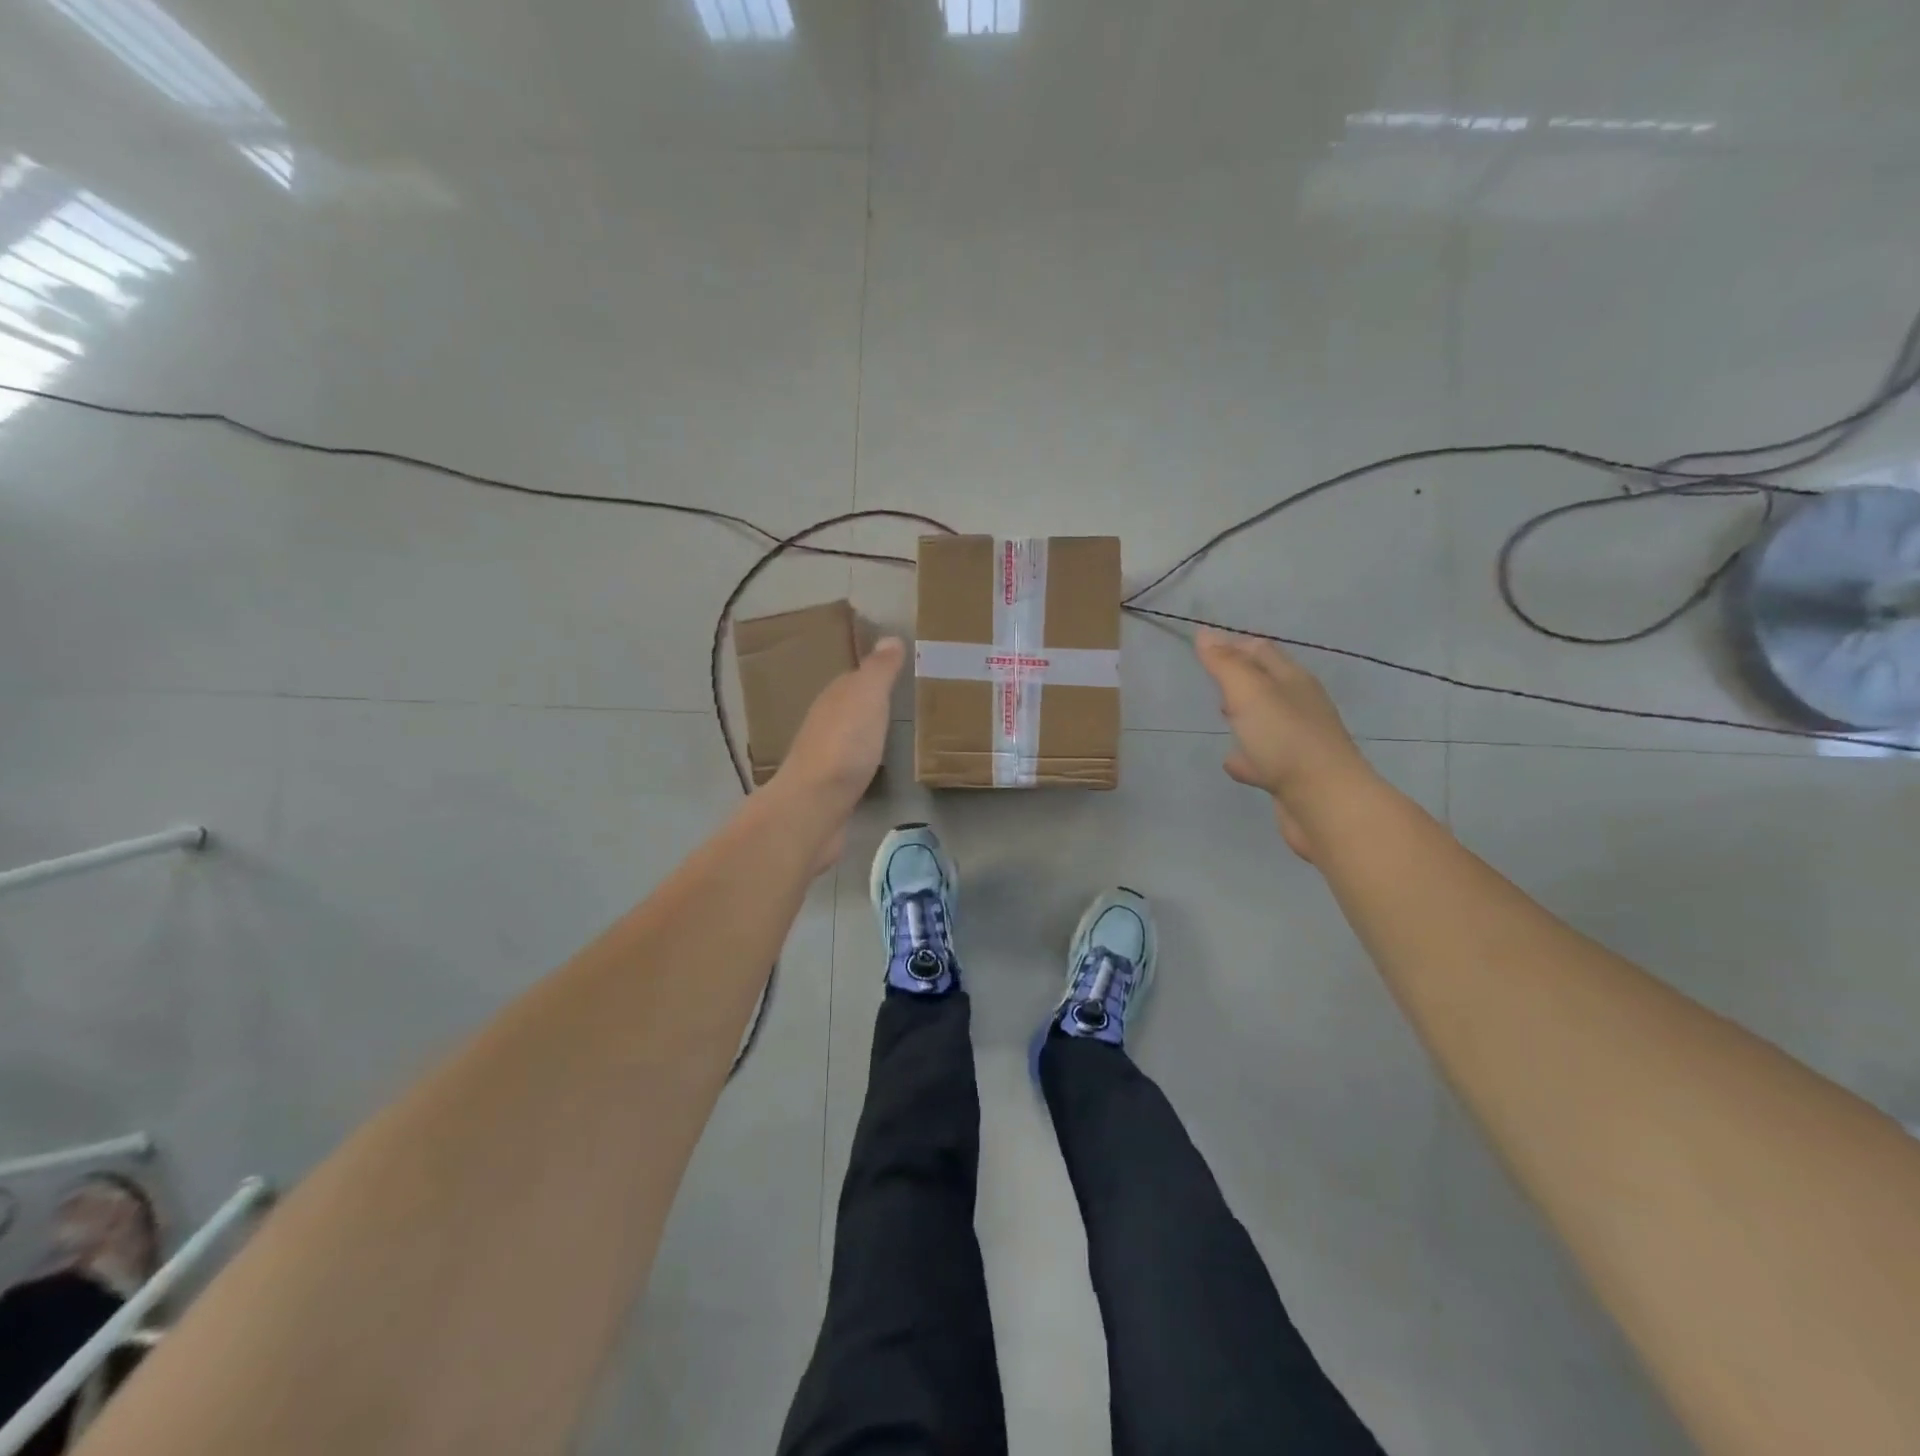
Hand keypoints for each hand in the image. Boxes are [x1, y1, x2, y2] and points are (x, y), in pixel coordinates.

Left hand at [771, 637, 904, 865]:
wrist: (814, 807)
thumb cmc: (844, 745)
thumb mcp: (867, 697)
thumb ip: (879, 670)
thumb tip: (889, 637)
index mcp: (833, 699)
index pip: (854, 679)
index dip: (875, 675)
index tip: (901, 673)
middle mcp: (824, 724)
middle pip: (849, 708)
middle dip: (870, 705)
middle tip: (903, 703)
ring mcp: (825, 759)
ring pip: (849, 738)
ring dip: (866, 734)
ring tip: (895, 734)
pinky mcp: (830, 790)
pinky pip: (851, 767)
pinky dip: (864, 762)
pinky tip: (877, 768)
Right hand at [1194, 629, 1376, 859]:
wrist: (1325, 802)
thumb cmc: (1285, 739)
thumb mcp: (1249, 693)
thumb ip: (1225, 664)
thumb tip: (1204, 633)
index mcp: (1292, 681)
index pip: (1261, 651)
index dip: (1233, 645)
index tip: (1205, 647)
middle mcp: (1300, 706)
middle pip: (1267, 683)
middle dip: (1240, 677)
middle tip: (1211, 678)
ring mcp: (1298, 742)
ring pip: (1267, 720)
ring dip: (1245, 715)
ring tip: (1221, 715)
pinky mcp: (1292, 775)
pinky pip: (1264, 758)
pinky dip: (1247, 756)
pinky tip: (1232, 763)